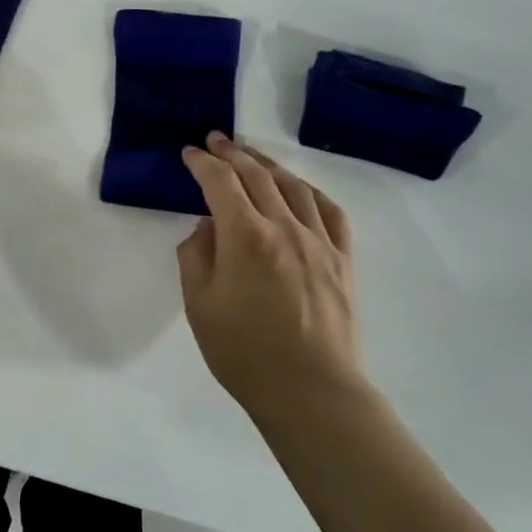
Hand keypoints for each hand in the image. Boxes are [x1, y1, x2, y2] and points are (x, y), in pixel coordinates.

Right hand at [177, 134, 361, 423]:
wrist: (310, 391)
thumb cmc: (243, 352)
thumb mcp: (199, 305)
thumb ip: (196, 256)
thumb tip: (208, 228)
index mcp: (245, 236)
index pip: (220, 182)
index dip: (202, 163)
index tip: (188, 154)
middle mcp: (285, 227)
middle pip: (258, 175)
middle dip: (232, 153)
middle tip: (216, 140)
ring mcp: (320, 241)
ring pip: (294, 186)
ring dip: (269, 165)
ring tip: (252, 156)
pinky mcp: (343, 259)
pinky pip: (330, 211)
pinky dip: (310, 192)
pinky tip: (300, 190)